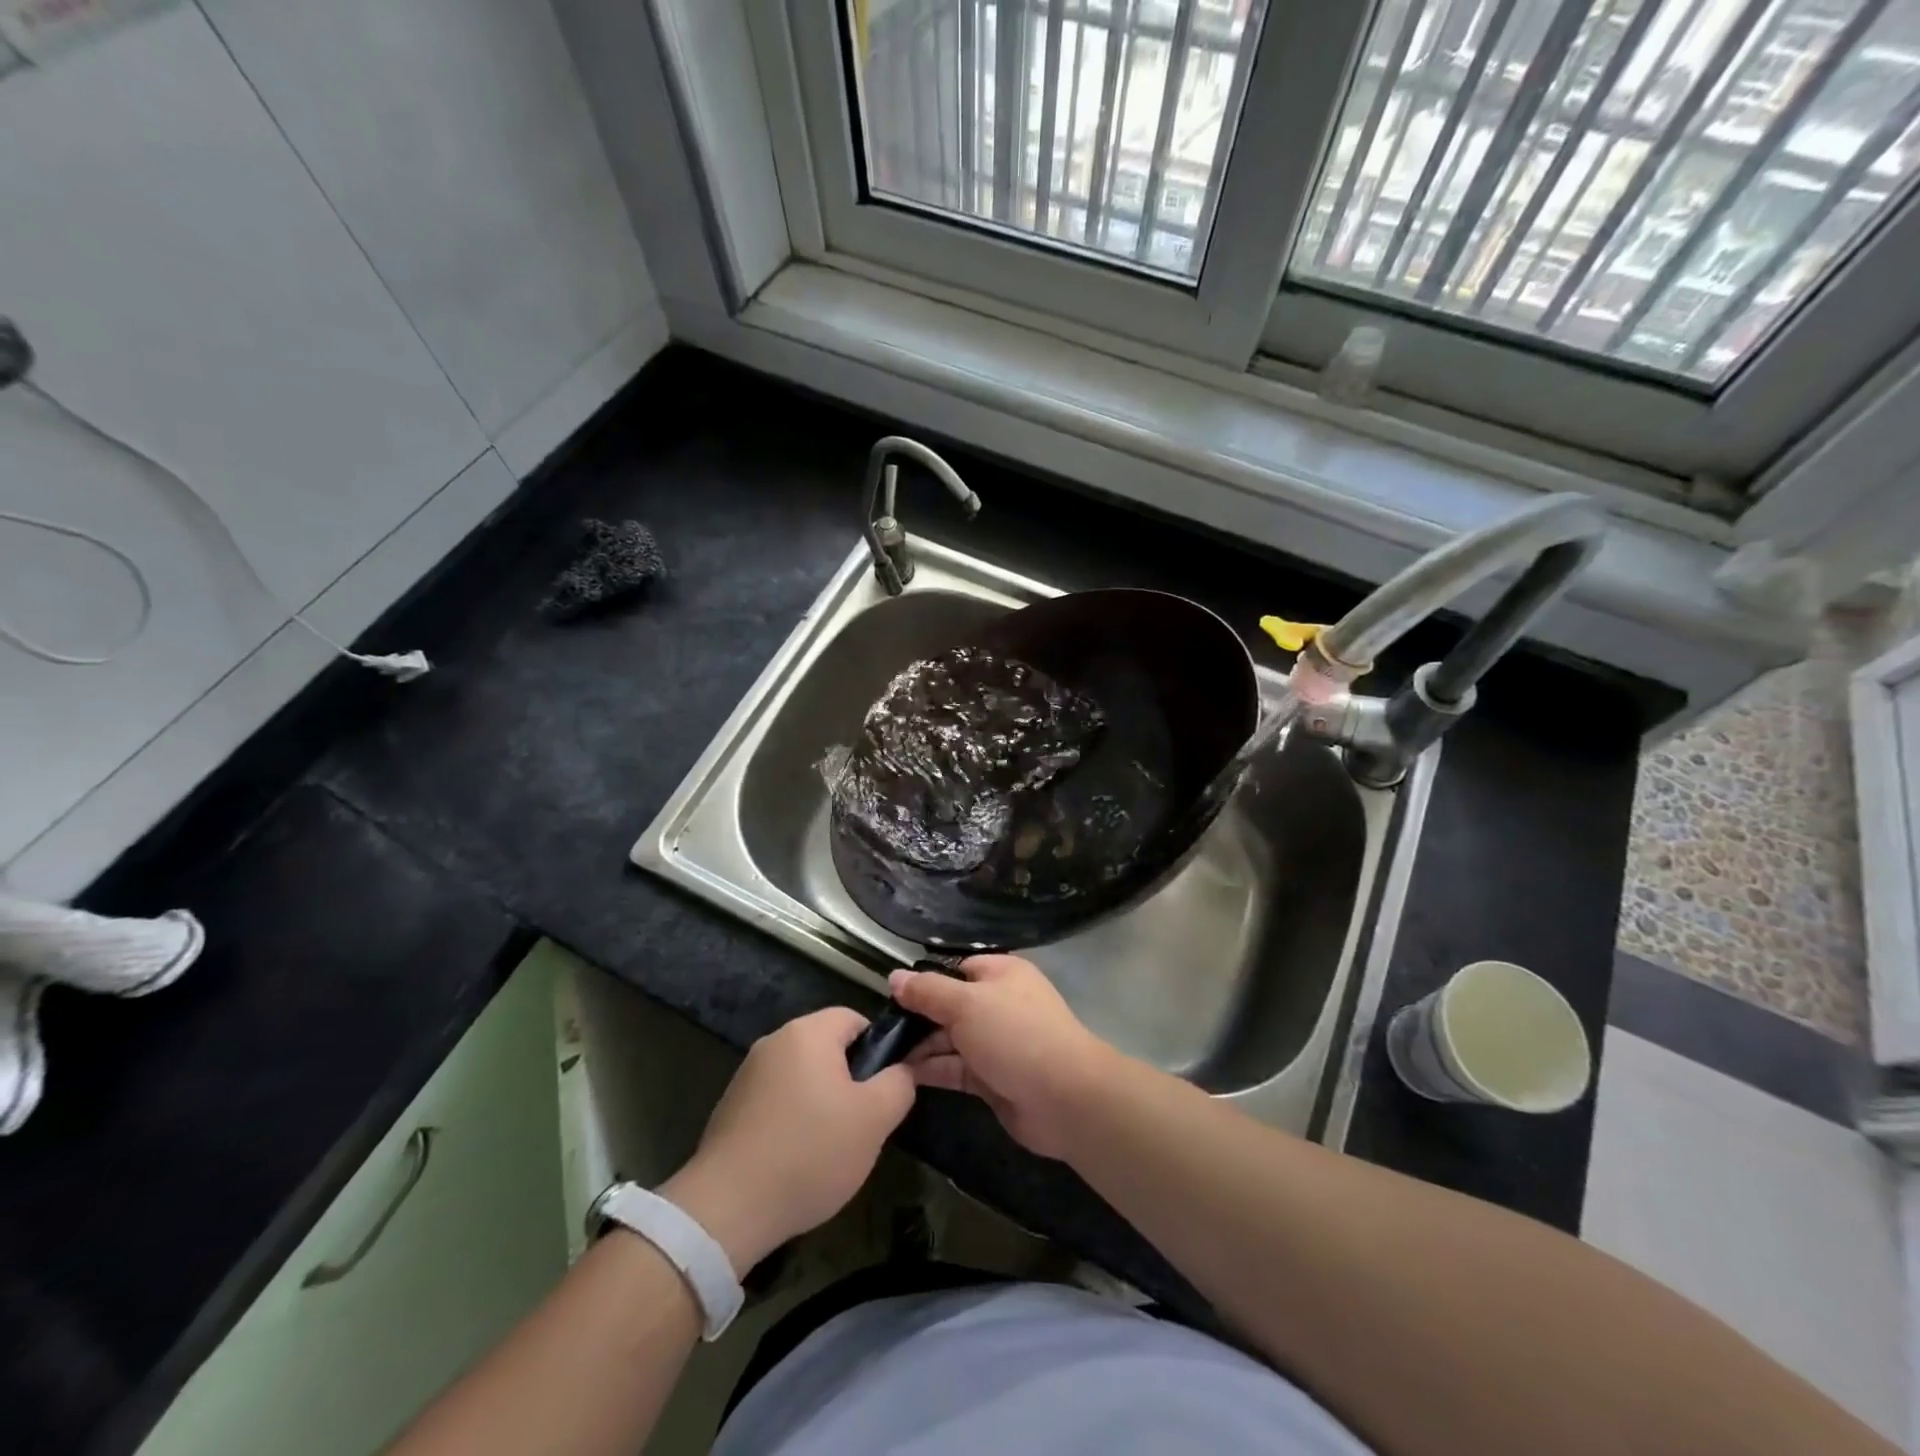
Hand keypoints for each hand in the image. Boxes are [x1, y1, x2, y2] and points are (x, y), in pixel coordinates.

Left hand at [661, 1007, 914, 1274]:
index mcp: (808, 1032)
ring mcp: (747, 1074)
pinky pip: (776, 1101)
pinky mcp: (730, 1107)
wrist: (727, 1208)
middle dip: (850, 1080)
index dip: (878, 1049)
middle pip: (827, 1048)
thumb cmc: (810, 1152)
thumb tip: (903, 1070)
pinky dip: (792, 1121)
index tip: (884, 1090)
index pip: (855, 1019)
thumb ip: (899, 1084)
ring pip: (802, 1077)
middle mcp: (775, 1041)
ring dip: (821, 1103)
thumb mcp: (875, 1119)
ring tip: (830, 1148)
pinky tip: (796, 1160)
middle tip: (862, 1123)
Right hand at [891, 955, 1118, 1158]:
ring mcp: (996, 1043)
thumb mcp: (966, 1004)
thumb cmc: (1015, 1034)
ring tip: (880, 1056)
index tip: (891, 996)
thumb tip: (894, 977)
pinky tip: (899, 1075)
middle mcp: (998, 1004)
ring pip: (950, 1040)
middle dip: (917, 1018)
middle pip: (950, 1006)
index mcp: (1001, 974)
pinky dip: (931, 1070)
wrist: (1064, 1098)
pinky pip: (955, 1069)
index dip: (925, 981)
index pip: (956, 969)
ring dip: (919, 1047)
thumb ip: (927, 992)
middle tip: (878, 1031)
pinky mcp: (992, 1079)